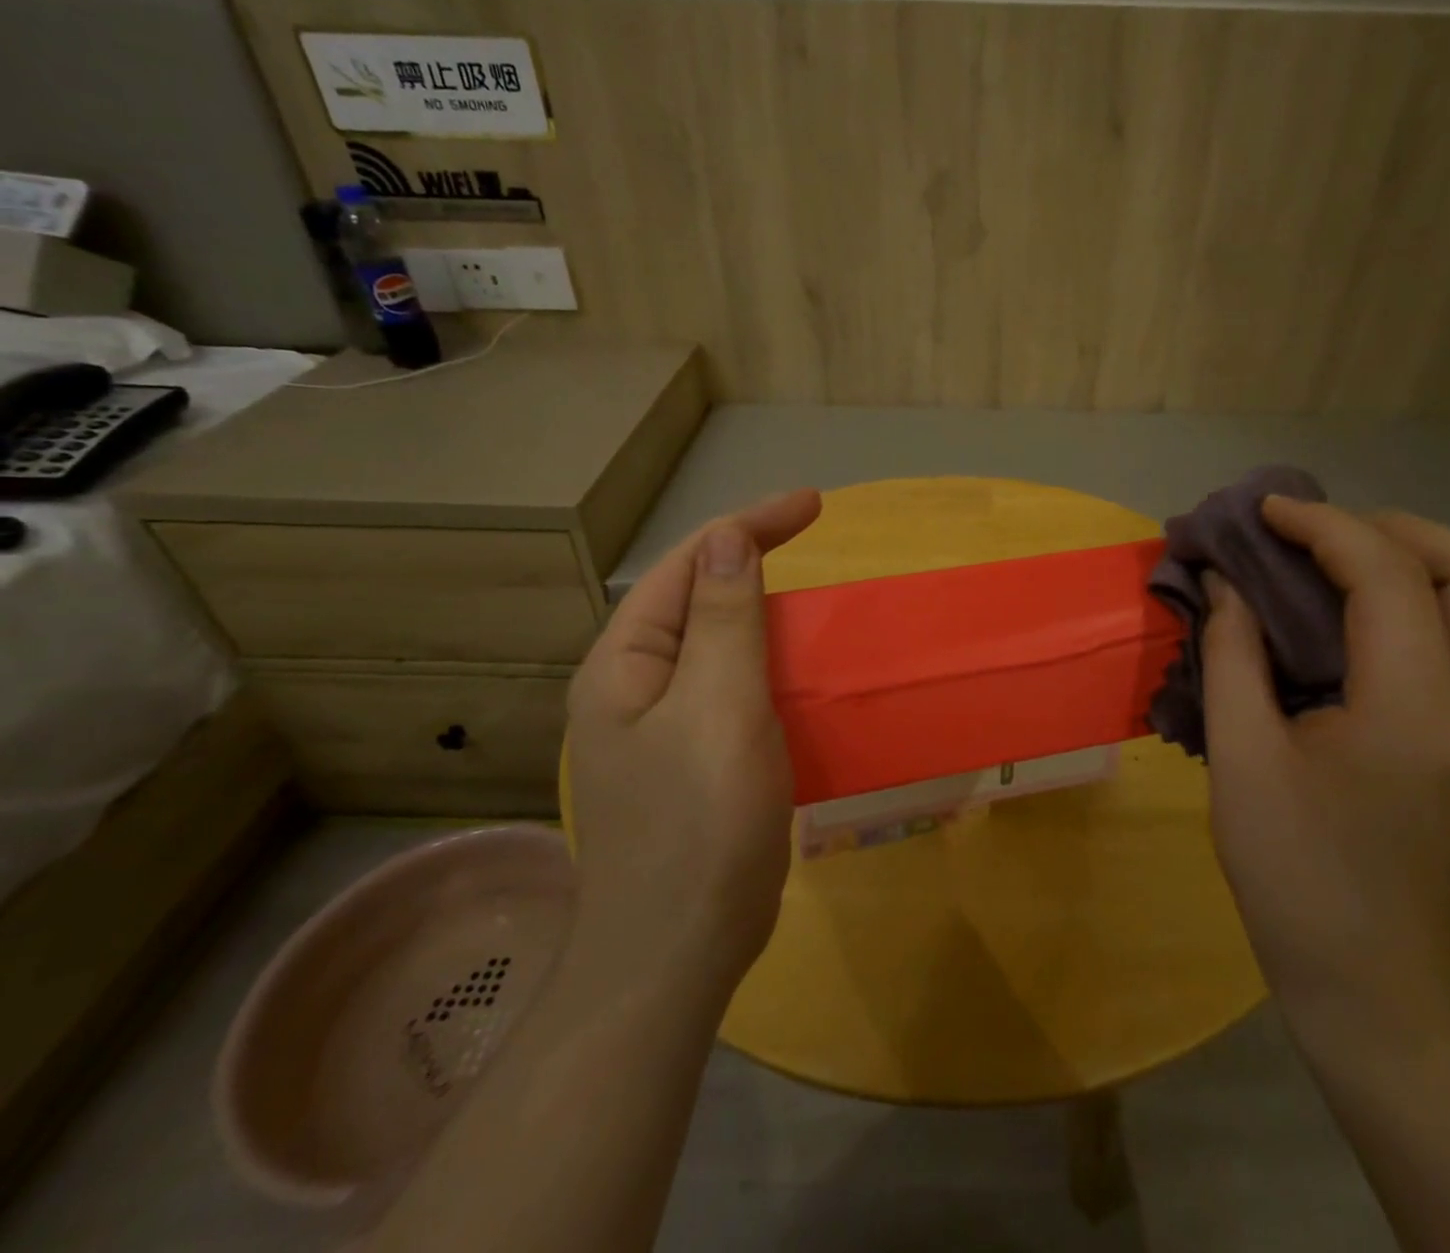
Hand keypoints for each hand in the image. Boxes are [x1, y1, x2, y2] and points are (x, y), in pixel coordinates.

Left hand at [564, 489, 821, 983]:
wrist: (678, 955)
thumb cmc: (699, 824)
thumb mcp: (719, 708)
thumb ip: (723, 619)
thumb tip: (727, 539)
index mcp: (626, 663)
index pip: (688, 565)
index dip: (748, 525)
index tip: (813, 505)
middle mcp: (635, 686)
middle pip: (697, 600)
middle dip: (752, 564)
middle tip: (813, 546)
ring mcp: (662, 727)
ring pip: (719, 647)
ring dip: (767, 618)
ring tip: (814, 604)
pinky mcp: (694, 761)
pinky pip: (735, 691)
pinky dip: (772, 668)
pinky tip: (803, 675)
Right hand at [1200, 500, 1449, 1025]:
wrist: (1374, 979)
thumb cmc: (1293, 873)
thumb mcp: (1240, 759)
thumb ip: (1230, 655)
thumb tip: (1225, 583)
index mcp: (1414, 716)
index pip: (1389, 577)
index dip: (1323, 526)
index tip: (1265, 512)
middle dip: (1392, 527)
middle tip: (1316, 532)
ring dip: (1412, 558)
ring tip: (1331, 560)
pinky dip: (1418, 599)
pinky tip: (1352, 617)